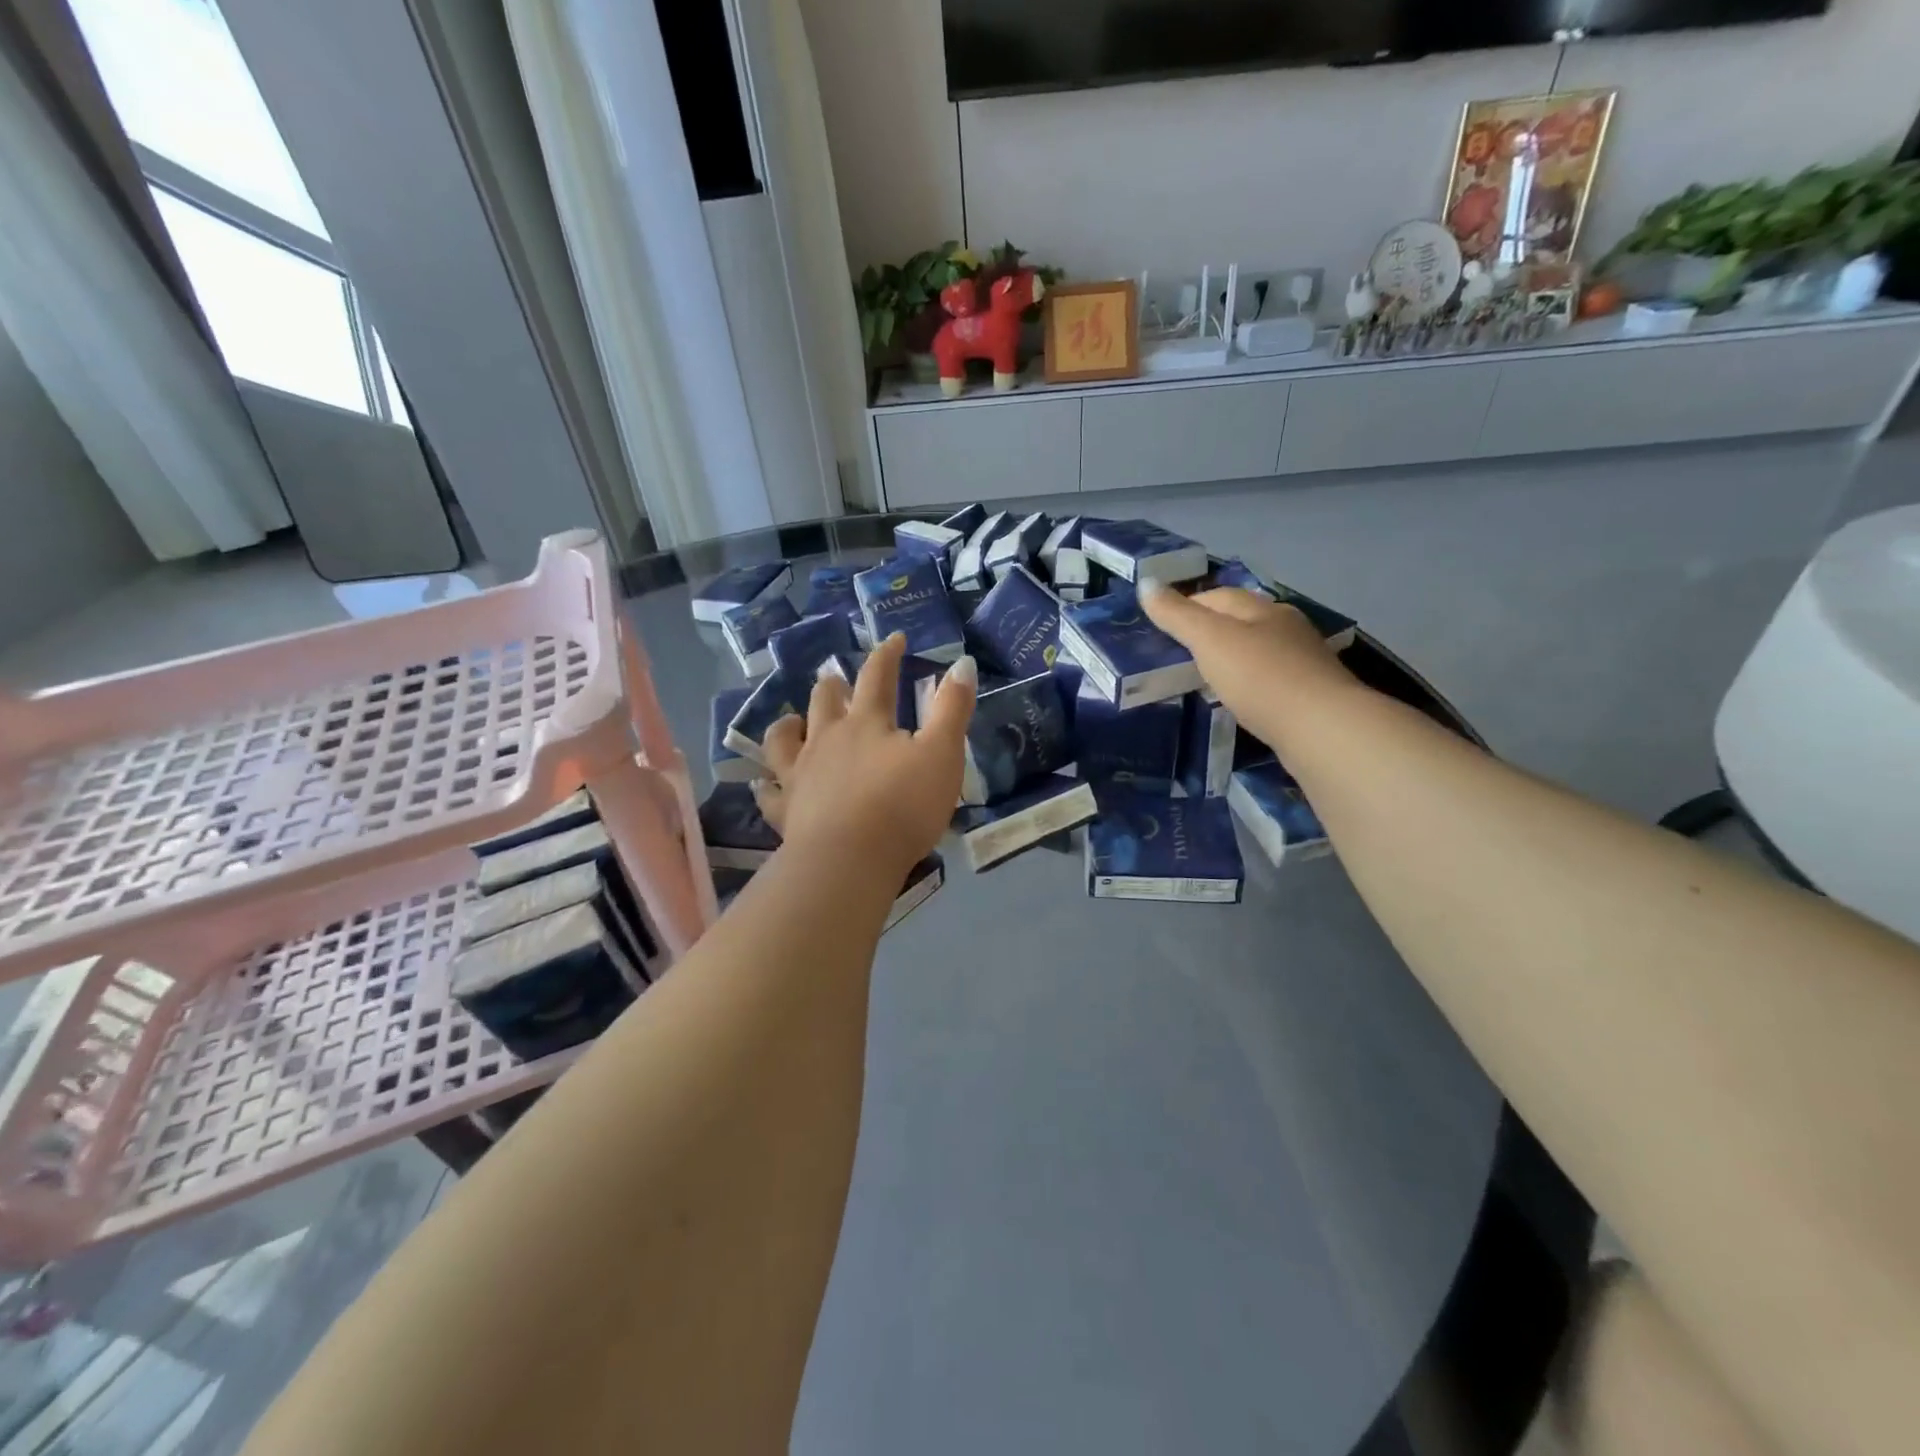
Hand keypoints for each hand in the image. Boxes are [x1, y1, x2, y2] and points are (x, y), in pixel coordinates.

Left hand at [754, 634, 976, 877]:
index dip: (886, 655)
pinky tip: (761, 784)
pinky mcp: (785, 810)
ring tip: (792, 721)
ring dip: (789, 725)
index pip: (877, 676)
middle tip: (835, 679)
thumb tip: (963, 663)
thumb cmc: (903, 806)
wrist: (850, 859)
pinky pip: (768, 793)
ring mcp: (800, 773)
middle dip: (833, 685)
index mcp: (867, 723)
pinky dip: (764, 786)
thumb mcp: (942, 754)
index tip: (893, 640)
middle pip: (825, 701)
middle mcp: (827, 739)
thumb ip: (953, 708)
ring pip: (784, 738)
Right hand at [1139, 582, 1355, 751]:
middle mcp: (1286, 627)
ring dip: (1232, 657)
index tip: (1161, 626)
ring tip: (1204, 675)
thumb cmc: (1260, 678)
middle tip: (1178, 652)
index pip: (1218, 596)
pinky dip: (1249, 683)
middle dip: (1211, 630)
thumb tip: (1145, 583)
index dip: (1187, 605)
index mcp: (1263, 609)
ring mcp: (1302, 661)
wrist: (1322, 729)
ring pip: (1258, 650)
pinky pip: (1270, 679)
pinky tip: (1239, 698)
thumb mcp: (1210, 641)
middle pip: (1241, 620)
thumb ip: (1177, 615)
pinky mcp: (1309, 694)